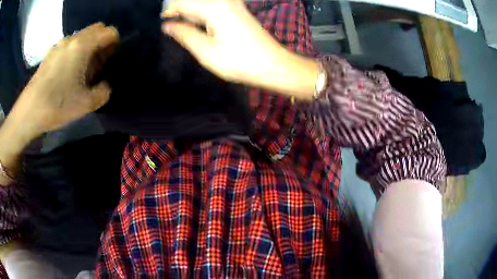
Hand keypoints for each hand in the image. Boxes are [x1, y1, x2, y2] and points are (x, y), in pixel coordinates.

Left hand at [10, 22, 118, 138]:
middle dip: (102, 42)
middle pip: (96, 29)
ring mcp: (59, 45)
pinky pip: (69, 45)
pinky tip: (69, 72)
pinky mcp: (50, 53)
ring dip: (88, 46)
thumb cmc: (57, 105)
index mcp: (83, 45)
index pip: (109, 32)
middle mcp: (72, 39)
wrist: (28, 112)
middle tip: (100, 63)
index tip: (112, 59)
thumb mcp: (85, 104)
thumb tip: (104, 86)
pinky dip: (75, 51)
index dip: (116, 43)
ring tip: (83, 69)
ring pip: (82, 36)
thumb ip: (103, 92)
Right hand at [162, 0, 284, 83]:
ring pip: (203, 5)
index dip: (168, 11)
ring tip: (184, 31)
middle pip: (193, 2)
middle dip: (179, 13)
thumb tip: (167, 26)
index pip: (182, 2)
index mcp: (214, 7)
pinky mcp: (239, 11)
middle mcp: (224, 1)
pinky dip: (203, 17)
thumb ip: (184, 34)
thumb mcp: (205, 51)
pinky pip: (214, 8)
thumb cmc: (239, 61)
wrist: (273, 64)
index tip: (162, 23)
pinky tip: (200, 28)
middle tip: (172, 29)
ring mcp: (234, 5)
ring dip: (191, 15)